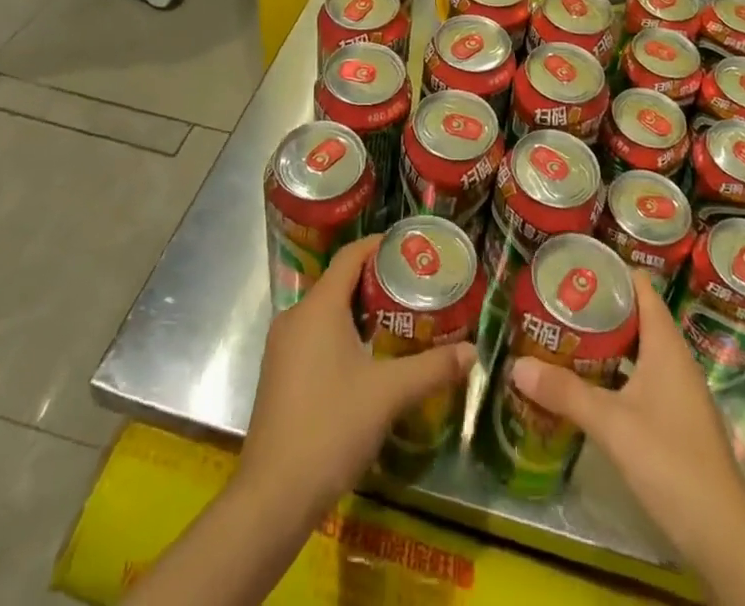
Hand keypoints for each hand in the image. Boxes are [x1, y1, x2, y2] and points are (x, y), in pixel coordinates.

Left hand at [238, 235, 477, 520]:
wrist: (272, 498)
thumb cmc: (330, 428)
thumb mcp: (388, 395)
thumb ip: (432, 368)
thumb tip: (472, 352)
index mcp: (318, 307)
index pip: (350, 256)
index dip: (380, 246)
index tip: (412, 248)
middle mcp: (295, 317)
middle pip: (339, 282)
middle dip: (377, 282)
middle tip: (416, 288)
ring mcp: (282, 348)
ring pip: (327, 312)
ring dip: (361, 311)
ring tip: (400, 320)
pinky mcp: (279, 375)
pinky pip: (315, 336)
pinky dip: (343, 334)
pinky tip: (368, 358)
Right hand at [509, 270, 744, 605]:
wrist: (722, 535)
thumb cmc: (669, 461)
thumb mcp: (610, 424)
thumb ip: (565, 393)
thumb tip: (516, 365)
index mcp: (666, 344)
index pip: (641, 287)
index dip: (611, 270)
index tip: (575, 265)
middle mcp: (676, 359)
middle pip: (638, 316)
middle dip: (601, 307)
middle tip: (559, 301)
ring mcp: (680, 391)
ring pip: (641, 349)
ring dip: (609, 342)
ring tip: (567, 336)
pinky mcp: (679, 420)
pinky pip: (645, 377)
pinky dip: (619, 371)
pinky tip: (592, 384)